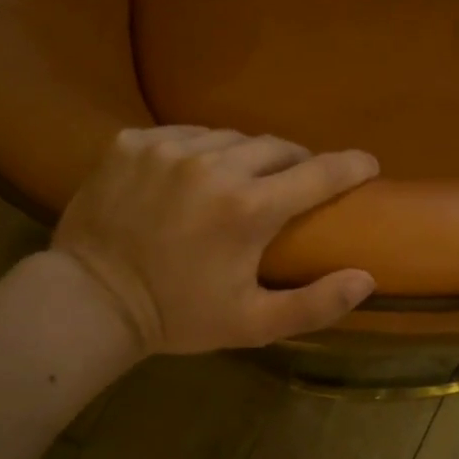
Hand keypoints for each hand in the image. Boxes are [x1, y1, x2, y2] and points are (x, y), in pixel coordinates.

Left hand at [51, 127, 378, 354]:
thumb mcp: (252, 324)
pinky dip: (202, 150)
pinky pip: (185, 134)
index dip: (350, 166)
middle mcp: (213, 166)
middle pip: (277, 147)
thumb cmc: (178, 315)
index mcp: (248, 209)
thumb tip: (367, 279)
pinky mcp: (133, 142)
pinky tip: (196, 174)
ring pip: (231, 138)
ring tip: (246, 178)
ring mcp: (168, 148)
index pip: (318, 174)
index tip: (368, 164)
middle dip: (297, 162)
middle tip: (298, 183)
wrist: (90, 301)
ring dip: (248, 156)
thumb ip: (315, 305)